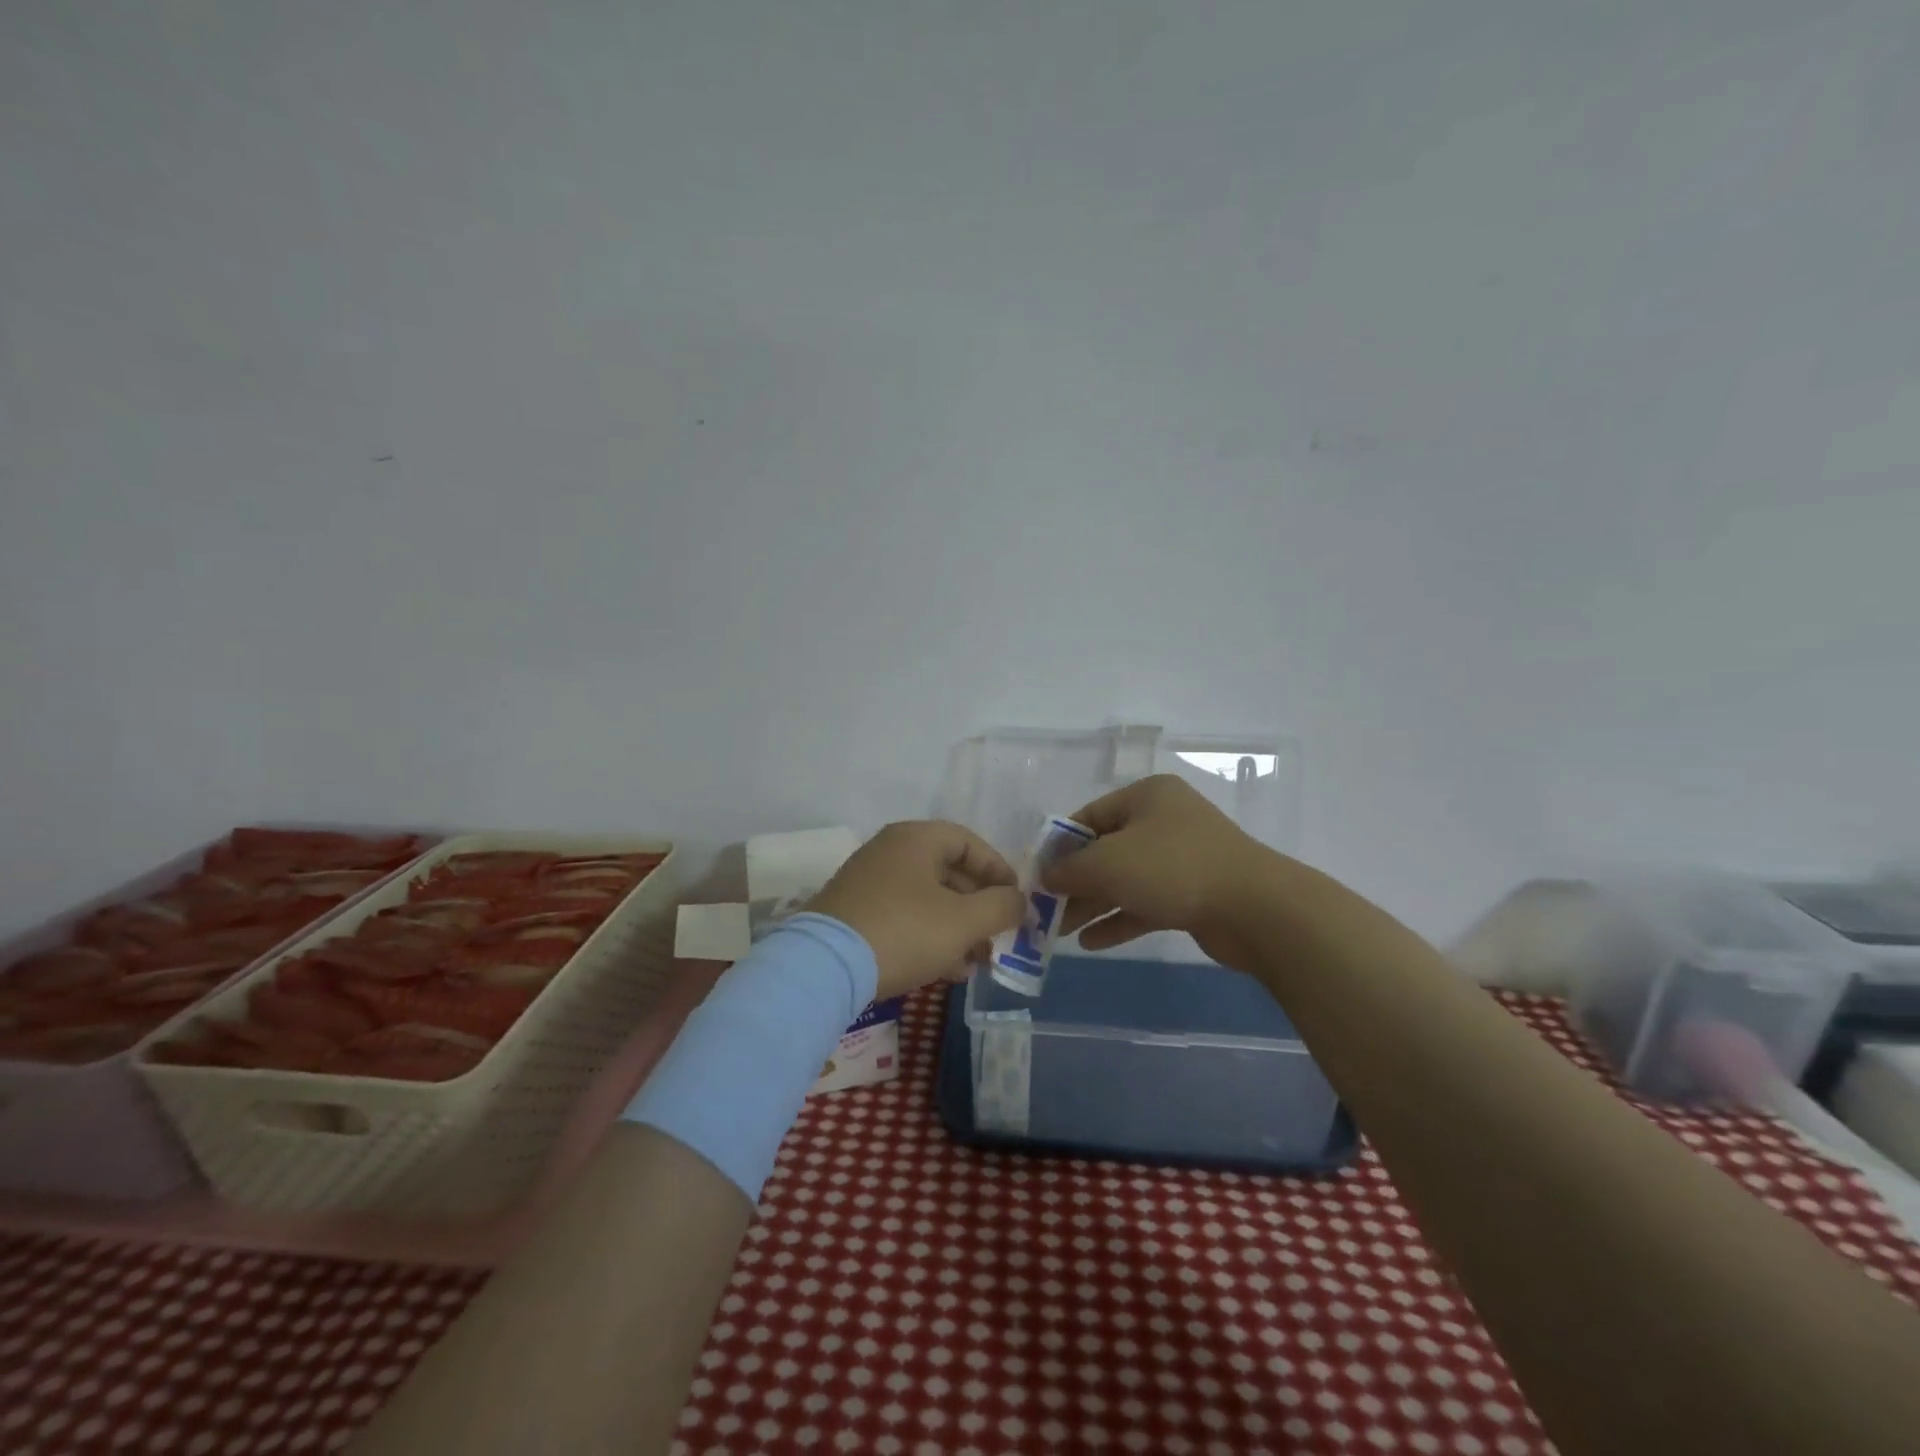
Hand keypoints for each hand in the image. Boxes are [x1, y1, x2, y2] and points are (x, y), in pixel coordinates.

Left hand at [808, 821, 1026, 1001]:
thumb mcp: (963, 921)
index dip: (998, 871)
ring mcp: (868, 883)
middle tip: (998, 938)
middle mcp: (890, 852)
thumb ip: (1001, 907)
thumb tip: (1020, 901)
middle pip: (948, 873)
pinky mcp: (854, 914)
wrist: (824, 968)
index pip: (969, 842)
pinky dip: (929, 937)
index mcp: (916, 839)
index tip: (1016, 901)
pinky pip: (903, 918)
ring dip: (957, 928)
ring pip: (927, 900)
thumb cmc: (904, 931)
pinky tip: (946, 970)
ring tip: (976, 962)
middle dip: (979, 908)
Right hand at [1044, 774, 1276, 968]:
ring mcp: (1182, 859)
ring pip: (1126, 880)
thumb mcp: (1108, 863)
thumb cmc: (1172, 868)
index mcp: (1147, 796)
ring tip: (1059, 931)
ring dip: (1093, 905)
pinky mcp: (1194, 894)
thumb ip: (1070, 869)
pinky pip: (1146, 903)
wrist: (1255, 908)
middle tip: (1046, 909)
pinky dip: (1120, 920)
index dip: (1060, 845)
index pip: (1089, 816)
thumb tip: (1045, 877)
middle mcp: (1164, 821)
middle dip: (1075, 881)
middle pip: (1106, 850)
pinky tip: (1091, 944)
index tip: (1037, 874)